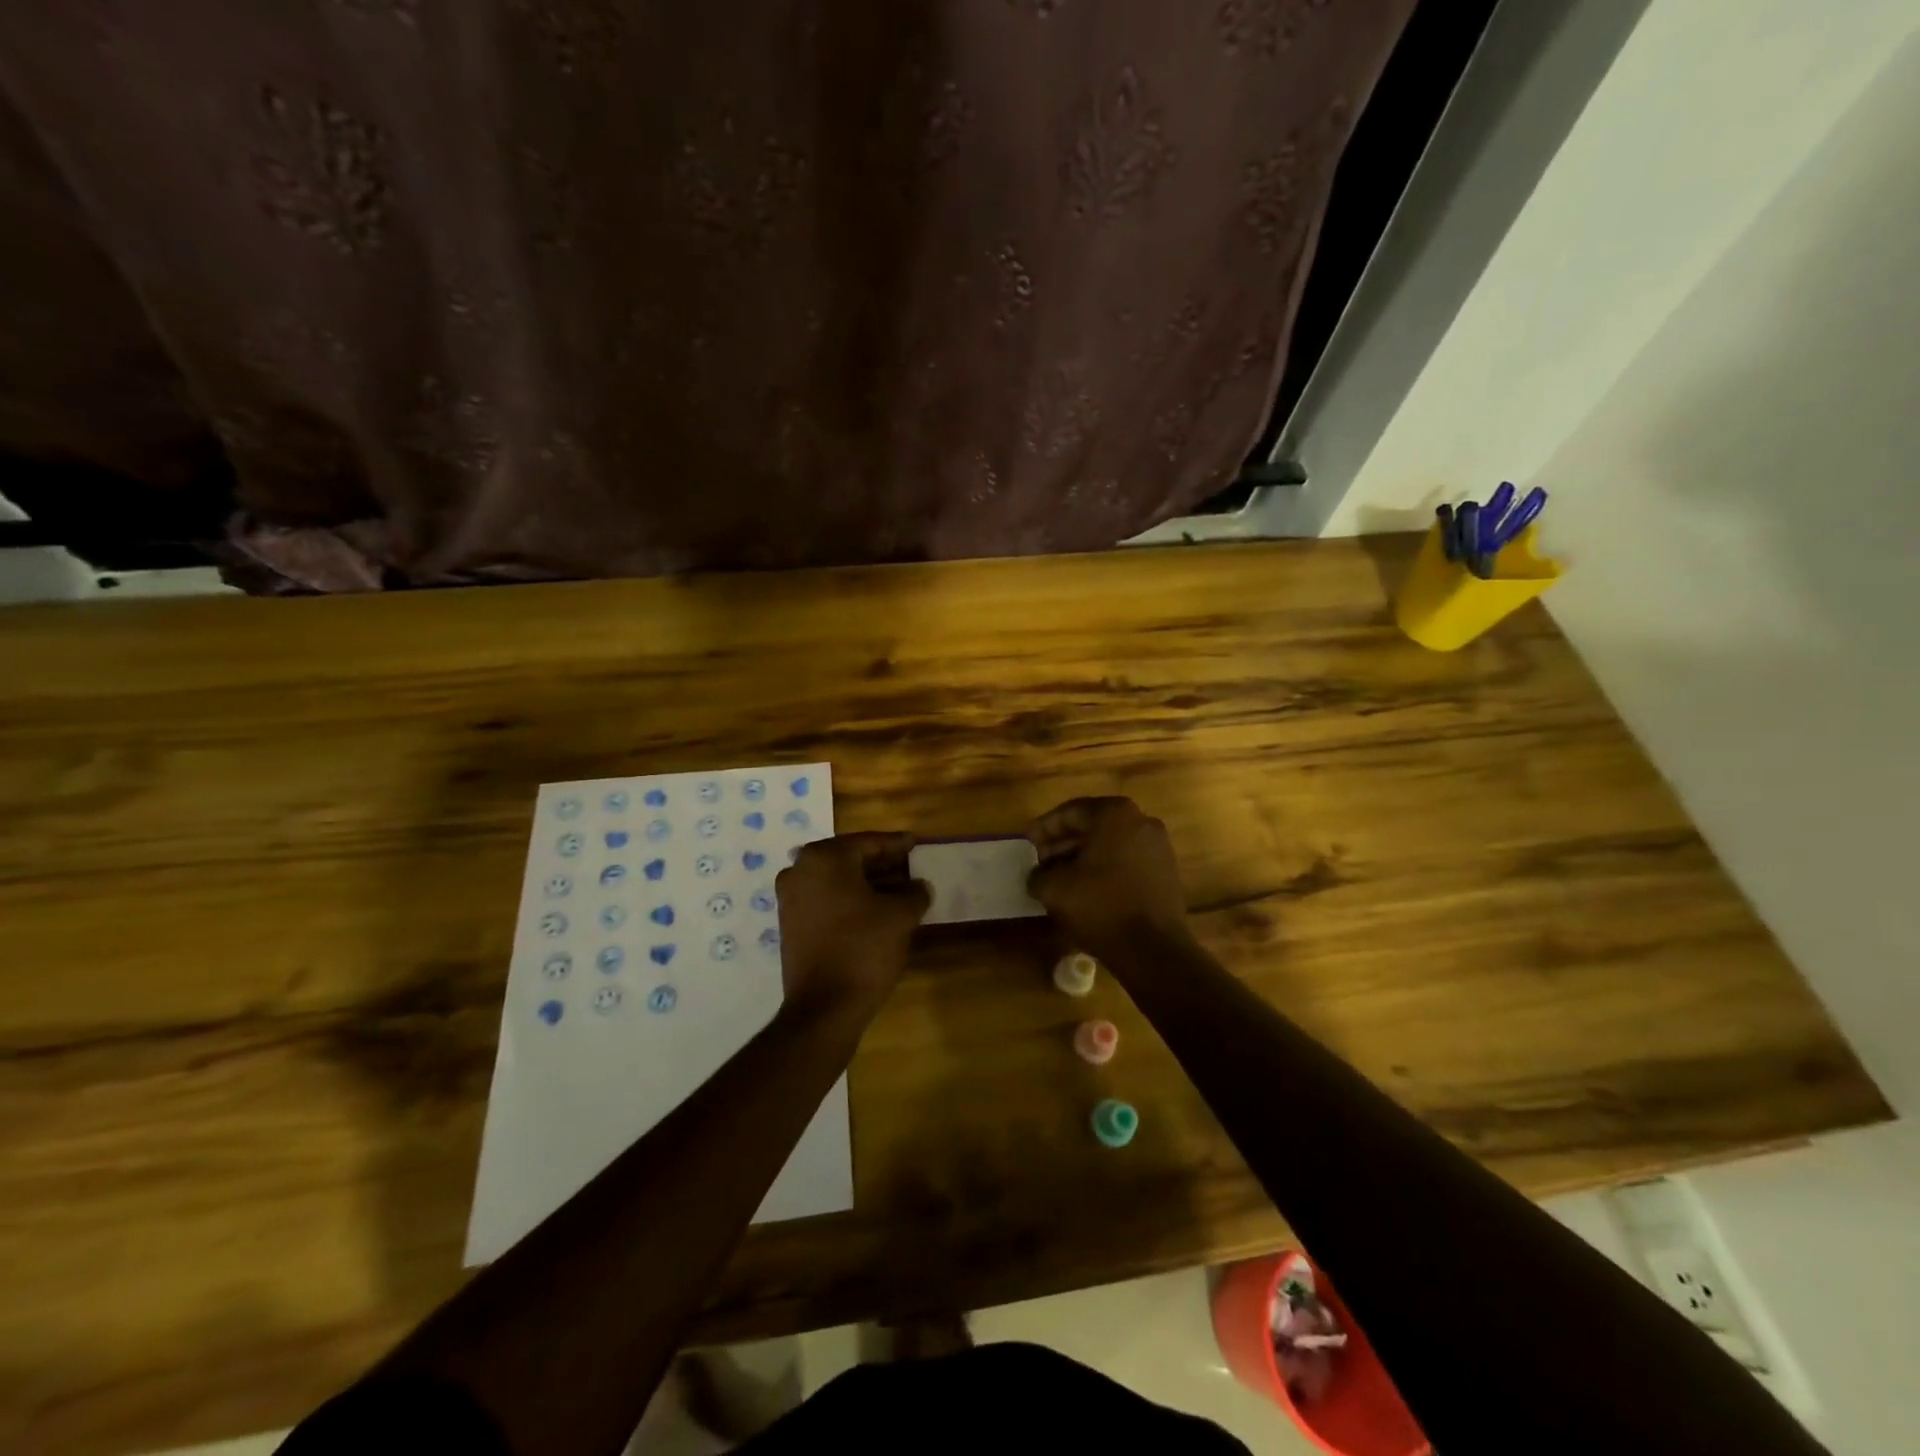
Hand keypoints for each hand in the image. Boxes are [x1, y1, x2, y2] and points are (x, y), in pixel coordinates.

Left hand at [775, 832, 929, 1020]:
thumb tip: (919, 886)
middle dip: (881, 863)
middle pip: (850, 859)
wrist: (824, 1007)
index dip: (896, 844)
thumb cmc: (864, 949)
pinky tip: (876, 910)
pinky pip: (826, 900)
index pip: (868, 842)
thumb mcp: (900, 916)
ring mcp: (791, 898)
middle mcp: (800, 870)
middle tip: (910, 866)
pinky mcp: (790, 924)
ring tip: (900, 890)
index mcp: (824, 858)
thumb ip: (914, 892)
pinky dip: (850, 899)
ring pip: (837, 880)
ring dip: (867, 883)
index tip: (915, 842)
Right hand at [1026, 797, 1190, 959]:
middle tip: (1039, 862)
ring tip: (1059, 879)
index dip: (1043, 829)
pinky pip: (1126, 861)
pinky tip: (1085, 891)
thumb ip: (1038, 875)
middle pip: (1092, 826)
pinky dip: (1104, 870)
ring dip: (1082, 858)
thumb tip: (1037, 876)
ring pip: (1110, 845)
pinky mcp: (1166, 872)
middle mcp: (1140, 821)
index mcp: (1114, 814)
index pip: (1069, 812)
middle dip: (1062, 844)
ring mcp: (1158, 847)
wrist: (1153, 950)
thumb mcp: (1055, 889)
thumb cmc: (1101, 907)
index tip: (1026, 844)